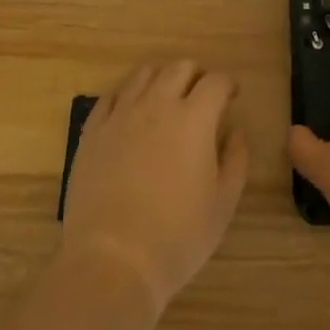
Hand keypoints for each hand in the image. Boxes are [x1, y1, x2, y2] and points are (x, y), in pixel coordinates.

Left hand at [62, 60, 248, 312]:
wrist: (111, 261)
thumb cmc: (176, 237)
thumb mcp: (222, 205)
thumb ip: (236, 161)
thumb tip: (236, 133)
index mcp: (194, 118)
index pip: (216, 82)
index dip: (228, 84)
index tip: (231, 96)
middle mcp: (158, 104)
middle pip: (180, 67)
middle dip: (196, 75)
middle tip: (201, 95)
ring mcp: (121, 114)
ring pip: (144, 74)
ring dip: (162, 78)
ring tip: (167, 98)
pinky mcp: (93, 131)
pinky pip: (112, 96)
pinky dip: (128, 95)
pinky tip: (131, 113)